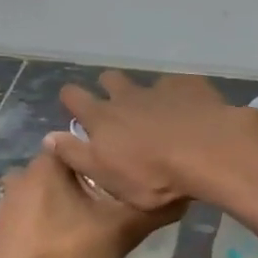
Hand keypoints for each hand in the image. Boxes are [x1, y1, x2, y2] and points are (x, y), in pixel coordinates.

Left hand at [0, 152, 181, 257]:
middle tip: (105, 206)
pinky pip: (24, 220)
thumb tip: (182, 195)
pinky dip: (38, 226)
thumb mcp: (121, 231)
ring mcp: (3, 205)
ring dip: (58, 204)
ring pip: (40, 194)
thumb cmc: (68, 254)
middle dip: (80, 184)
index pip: (78, 145)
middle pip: (60, 170)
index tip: (118, 179)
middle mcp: (20, 177)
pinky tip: (53, 244)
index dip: (101, 160)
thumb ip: (152, 210)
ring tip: (80, 226)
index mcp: (47, 165)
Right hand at [44, 71, 257, 210]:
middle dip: (109, 89)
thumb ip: (76, 155)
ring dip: (147, 94)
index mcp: (102, 118)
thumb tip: (49, 137)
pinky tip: (192, 112)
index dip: (71, 100)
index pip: (74, 97)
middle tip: (118, 109)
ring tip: (159, 113)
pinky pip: (180, 86)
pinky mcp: (191, 86)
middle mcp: (127, 96)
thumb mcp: (106, 177)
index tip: (74, 107)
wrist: (208, 152)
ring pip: (146, 82)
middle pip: (110, 80)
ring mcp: (160, 88)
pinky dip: (181, 97)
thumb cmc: (153, 176)